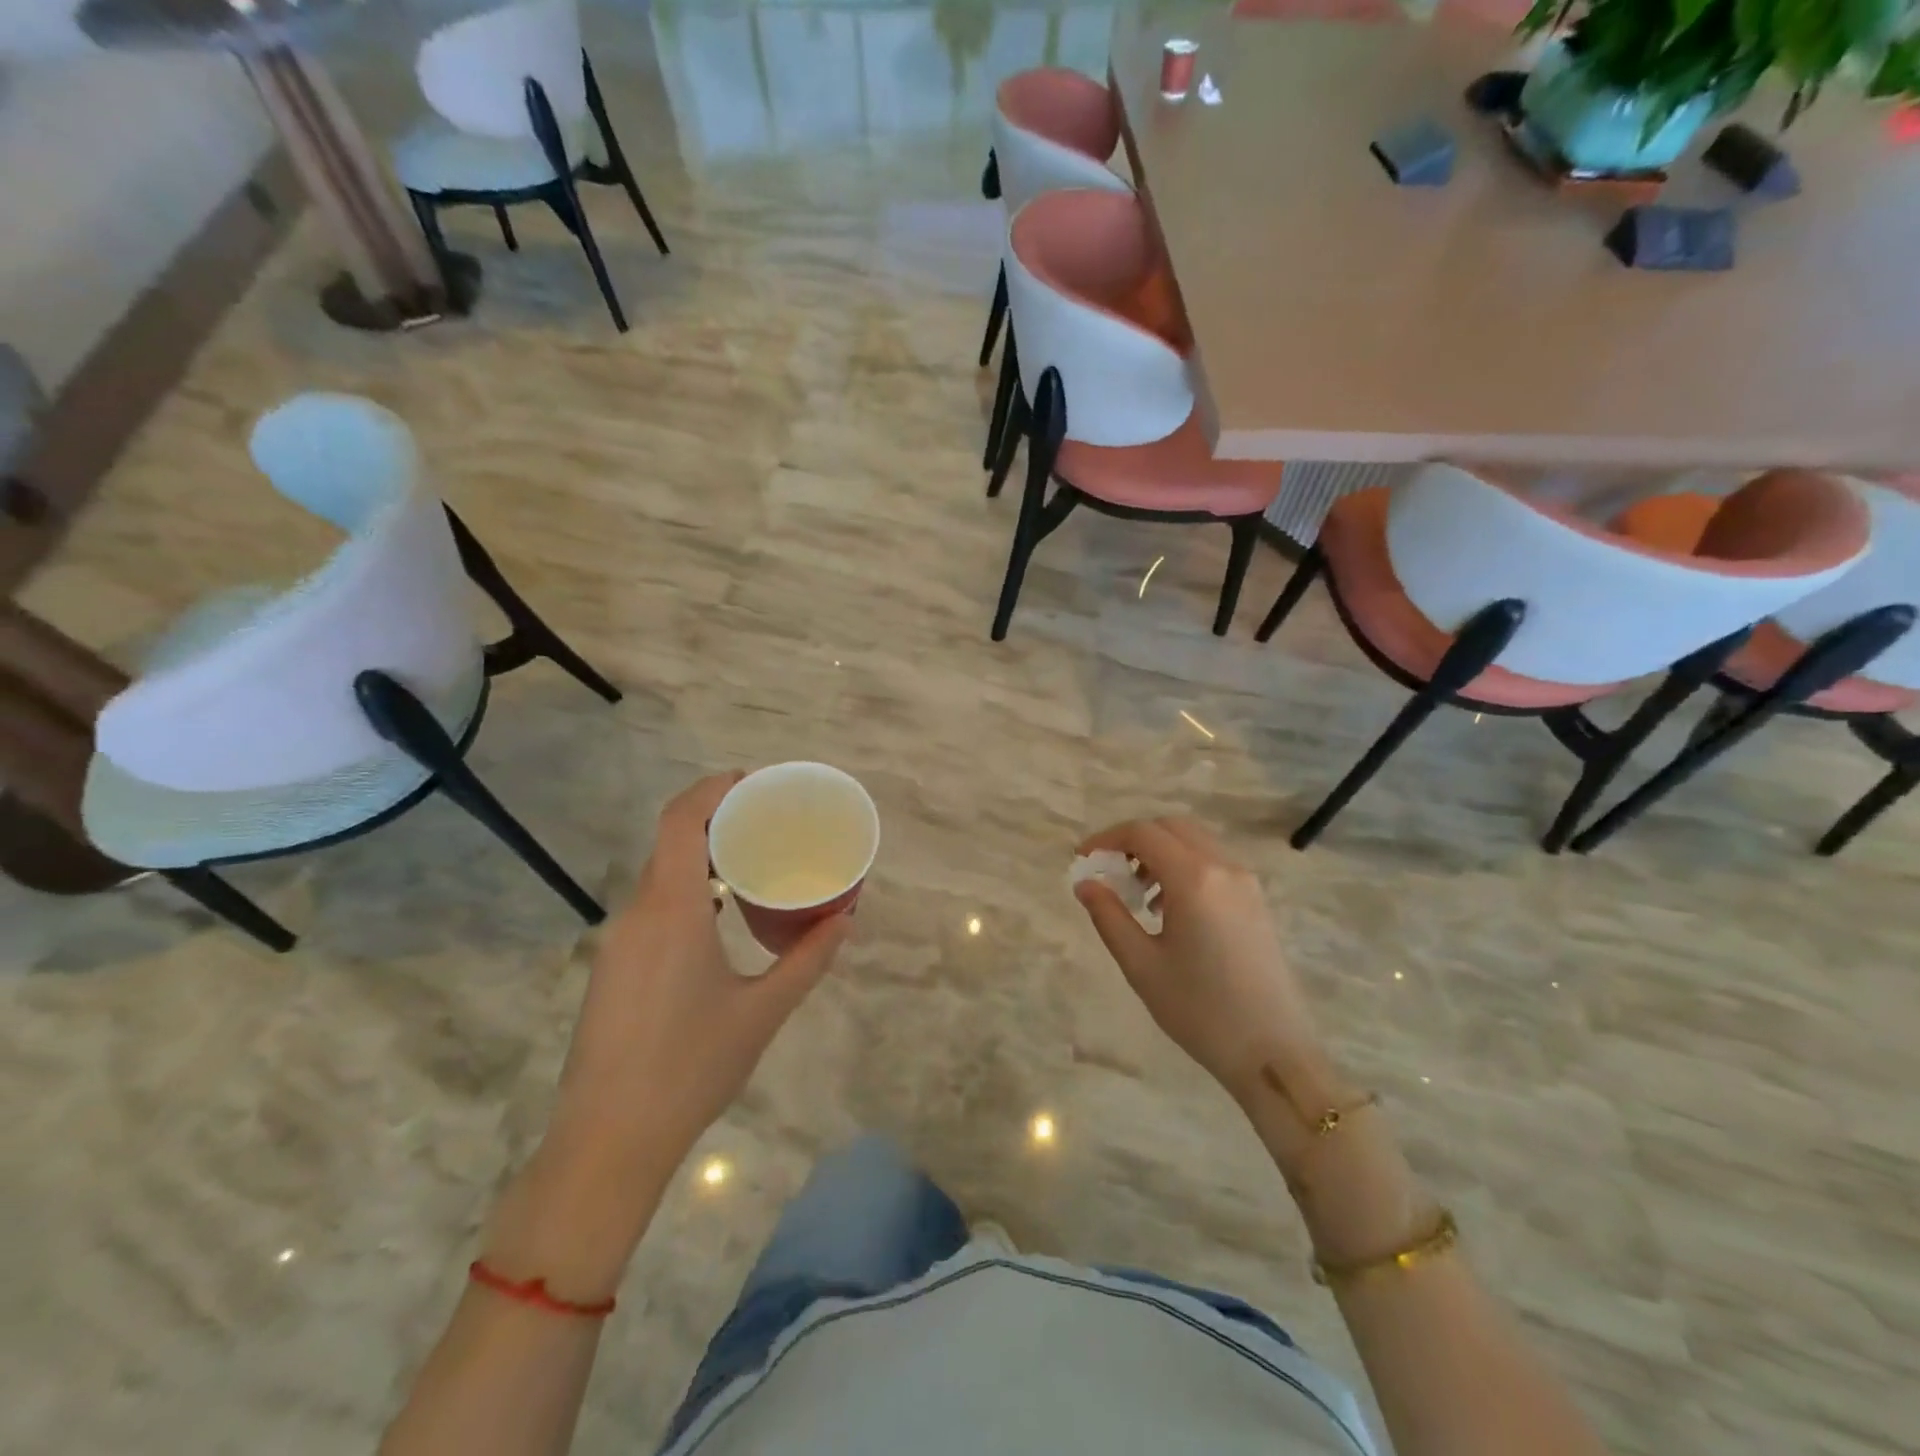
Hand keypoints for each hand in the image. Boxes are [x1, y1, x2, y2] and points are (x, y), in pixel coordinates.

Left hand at [551, 772, 851, 1170]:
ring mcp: (618, 942)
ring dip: (700, 858)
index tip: (751, 783)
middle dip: (715, 820)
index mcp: (671, 912)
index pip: (680, 822)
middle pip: (670, 843)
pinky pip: (651, 906)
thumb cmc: (691, 1068)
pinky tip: (717, 915)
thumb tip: (847, 919)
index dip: (711, 790)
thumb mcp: (762, 1013)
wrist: (608, 1142)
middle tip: (765, 821)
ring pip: (659, 876)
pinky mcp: (612, 968)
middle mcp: (636, 915)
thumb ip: (808, 960)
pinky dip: (685, 890)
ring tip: (749, 862)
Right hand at [1073, 817, 1332, 1109]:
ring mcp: (1246, 882)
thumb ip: (1108, 916)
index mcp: (1194, 879)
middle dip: (1134, 839)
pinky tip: (1171, 910)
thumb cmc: (1200, 1010)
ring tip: (1139, 895)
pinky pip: (1214, 863)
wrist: (1273, 1052)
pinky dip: (1185, 866)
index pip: (1142, 833)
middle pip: (1171, 827)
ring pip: (1195, 841)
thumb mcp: (1141, 965)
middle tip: (1110, 870)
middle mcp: (1224, 867)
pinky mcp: (1257, 901)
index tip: (1083, 859)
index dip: (1106, 838)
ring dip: (1161, 852)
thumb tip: (1085, 883)